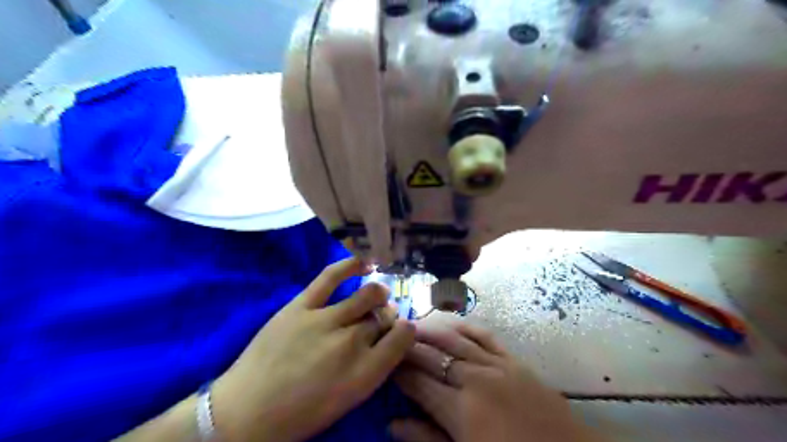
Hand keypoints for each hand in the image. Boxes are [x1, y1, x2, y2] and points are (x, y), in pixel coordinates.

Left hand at [213, 258, 413, 440]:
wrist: (245, 412)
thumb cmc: (300, 414)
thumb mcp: (348, 399)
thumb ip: (372, 367)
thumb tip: (385, 338)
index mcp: (365, 373)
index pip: (402, 339)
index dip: (406, 331)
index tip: (403, 329)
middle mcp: (351, 343)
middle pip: (382, 318)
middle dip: (387, 316)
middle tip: (381, 318)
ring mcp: (325, 320)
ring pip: (366, 296)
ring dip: (377, 294)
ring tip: (378, 293)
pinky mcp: (301, 305)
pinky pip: (331, 277)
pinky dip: (351, 266)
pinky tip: (364, 263)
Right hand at [390, 320, 600, 441]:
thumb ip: (427, 441)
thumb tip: (392, 425)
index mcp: (461, 410)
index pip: (419, 383)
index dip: (400, 372)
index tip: (387, 364)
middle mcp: (475, 379)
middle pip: (434, 356)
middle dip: (410, 348)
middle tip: (394, 340)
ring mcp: (497, 366)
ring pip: (456, 340)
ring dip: (432, 331)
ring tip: (414, 326)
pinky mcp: (514, 360)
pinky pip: (486, 336)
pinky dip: (467, 327)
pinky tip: (453, 322)